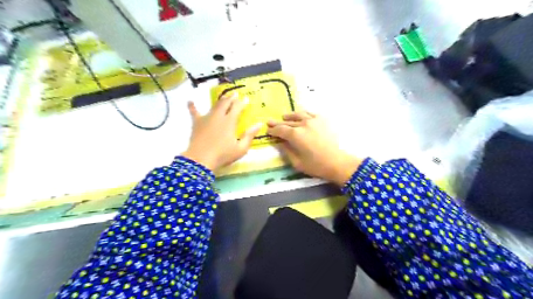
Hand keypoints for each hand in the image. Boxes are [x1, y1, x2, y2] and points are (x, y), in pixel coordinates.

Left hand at [183, 93, 261, 170]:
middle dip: (231, 98)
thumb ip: (250, 135)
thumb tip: (259, 124)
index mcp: (229, 121)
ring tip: (224, 97)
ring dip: (220, 100)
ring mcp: (206, 118)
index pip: (237, 107)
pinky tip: (189, 101)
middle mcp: (218, 116)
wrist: (201, 159)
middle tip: (235, 94)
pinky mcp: (197, 123)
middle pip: (226, 103)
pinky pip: (194, 112)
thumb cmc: (223, 155)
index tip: (246, 98)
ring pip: (214, 105)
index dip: (242, 102)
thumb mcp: (241, 148)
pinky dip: (192, 107)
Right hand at [267, 110, 361, 185]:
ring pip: (298, 114)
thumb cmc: (316, 165)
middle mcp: (303, 124)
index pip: (280, 130)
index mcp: (295, 135)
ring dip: (289, 116)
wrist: (338, 162)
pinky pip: (310, 113)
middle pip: (287, 122)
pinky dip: (303, 114)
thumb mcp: (297, 162)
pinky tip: (301, 116)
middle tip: (270, 121)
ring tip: (284, 116)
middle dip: (278, 122)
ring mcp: (314, 120)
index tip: (268, 131)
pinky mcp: (323, 120)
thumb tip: (279, 143)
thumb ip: (286, 151)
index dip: (273, 130)